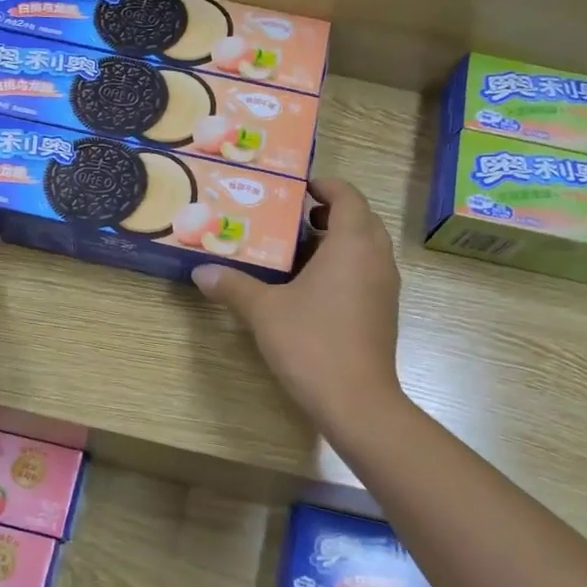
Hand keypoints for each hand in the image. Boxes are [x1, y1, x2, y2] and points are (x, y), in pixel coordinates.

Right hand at [192, 178, 403, 428]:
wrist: (357, 401)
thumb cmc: (312, 343)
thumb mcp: (264, 311)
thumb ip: (233, 286)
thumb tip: (201, 272)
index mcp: (353, 243)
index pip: (347, 195)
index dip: (325, 185)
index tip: (297, 187)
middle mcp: (376, 257)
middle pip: (360, 218)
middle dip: (329, 211)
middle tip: (291, 217)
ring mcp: (385, 285)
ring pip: (365, 246)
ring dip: (337, 239)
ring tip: (296, 249)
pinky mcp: (384, 310)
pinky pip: (366, 271)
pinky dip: (344, 265)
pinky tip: (311, 286)